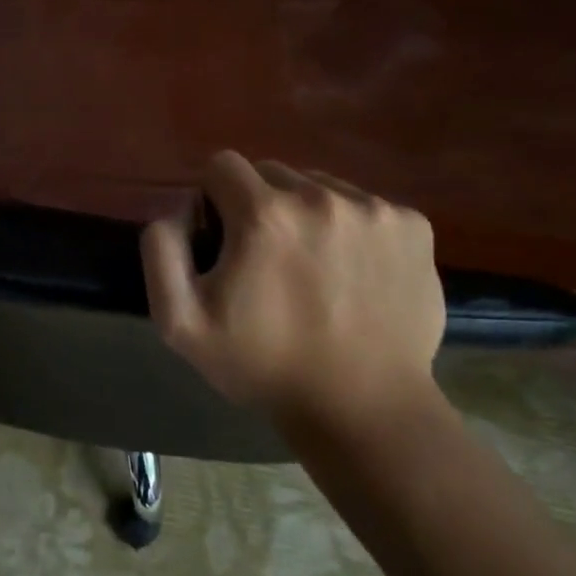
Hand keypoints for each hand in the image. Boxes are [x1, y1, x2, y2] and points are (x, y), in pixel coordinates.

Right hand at [140, 152, 444, 420]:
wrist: (363, 409)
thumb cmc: (264, 366)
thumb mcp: (180, 322)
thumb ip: (161, 251)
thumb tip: (179, 208)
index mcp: (264, 214)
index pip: (222, 166)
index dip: (213, 200)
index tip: (224, 242)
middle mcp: (321, 196)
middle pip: (272, 172)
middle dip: (259, 205)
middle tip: (267, 259)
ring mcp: (374, 209)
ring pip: (320, 186)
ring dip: (307, 213)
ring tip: (314, 268)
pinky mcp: (414, 226)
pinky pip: (365, 206)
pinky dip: (352, 228)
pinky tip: (353, 273)